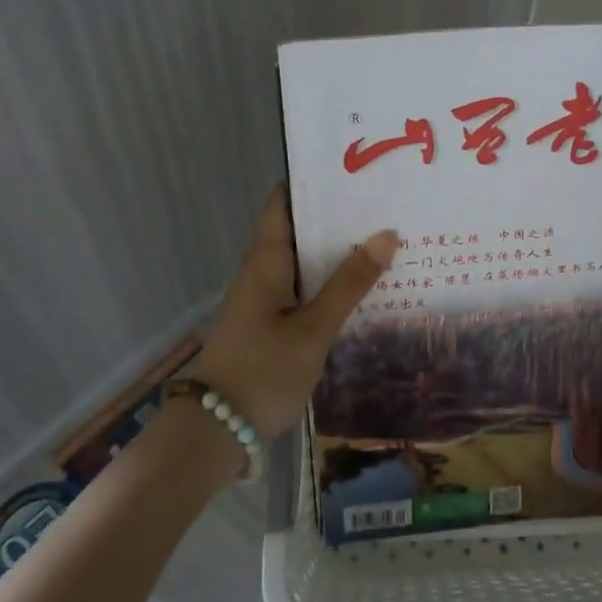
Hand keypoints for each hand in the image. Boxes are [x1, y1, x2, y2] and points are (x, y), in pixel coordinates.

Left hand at [192, 186, 395, 438]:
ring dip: (338, 250)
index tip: (353, 169)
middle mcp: (263, 271)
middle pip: (299, 229)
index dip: (313, 181)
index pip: (283, 202)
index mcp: (266, 260)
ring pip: (305, 261)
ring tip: (385, 236)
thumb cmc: (263, 371)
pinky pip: (305, 288)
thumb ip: (350, 283)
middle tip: (386, 201)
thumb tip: (387, 234)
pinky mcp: (271, 323)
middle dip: (338, 216)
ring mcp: (265, 298)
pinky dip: (331, 281)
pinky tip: (364, 286)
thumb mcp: (314, 328)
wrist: (215, 432)